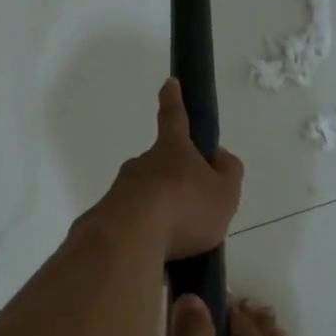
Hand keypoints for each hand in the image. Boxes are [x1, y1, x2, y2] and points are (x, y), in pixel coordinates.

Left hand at [103, 79, 244, 259]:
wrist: (130, 238)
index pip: (175, 117)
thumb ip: (228, 172)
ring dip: (160, 210)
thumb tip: (220, 156)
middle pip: (161, 164)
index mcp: (173, 150)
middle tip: (190, 207)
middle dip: (174, 180)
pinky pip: (133, 221)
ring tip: (178, 240)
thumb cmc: (186, 208)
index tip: (170, 82)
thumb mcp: (225, 192)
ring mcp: (121, 189)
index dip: (174, 100)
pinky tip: (157, 252)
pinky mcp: (107, 217)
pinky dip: (146, 233)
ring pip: (146, 194)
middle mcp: (143, 163)